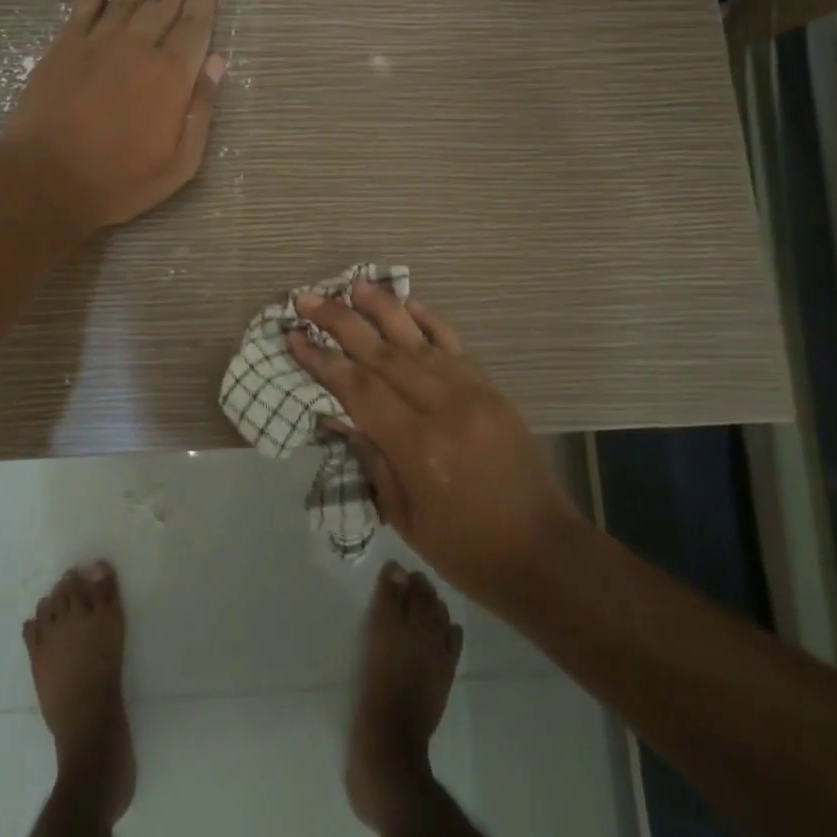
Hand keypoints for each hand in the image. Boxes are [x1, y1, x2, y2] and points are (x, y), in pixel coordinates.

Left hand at [5, 0, 225, 230]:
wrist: (49, 178)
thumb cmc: (123, 179)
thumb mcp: (181, 161)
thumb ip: (201, 109)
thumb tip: (217, 62)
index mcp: (172, 75)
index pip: (195, 25)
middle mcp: (138, 48)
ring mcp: (97, 44)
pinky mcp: (64, 50)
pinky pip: (82, 10)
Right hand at [288, 283, 581, 601]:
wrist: (542, 551)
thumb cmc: (463, 547)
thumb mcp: (403, 514)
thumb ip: (369, 455)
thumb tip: (334, 411)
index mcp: (418, 447)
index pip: (359, 389)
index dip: (322, 360)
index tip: (294, 336)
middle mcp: (444, 409)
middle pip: (383, 354)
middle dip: (340, 322)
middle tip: (307, 298)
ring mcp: (473, 393)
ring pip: (418, 340)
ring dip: (383, 309)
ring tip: (353, 284)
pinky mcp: (492, 389)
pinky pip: (455, 345)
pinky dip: (429, 321)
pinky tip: (409, 304)